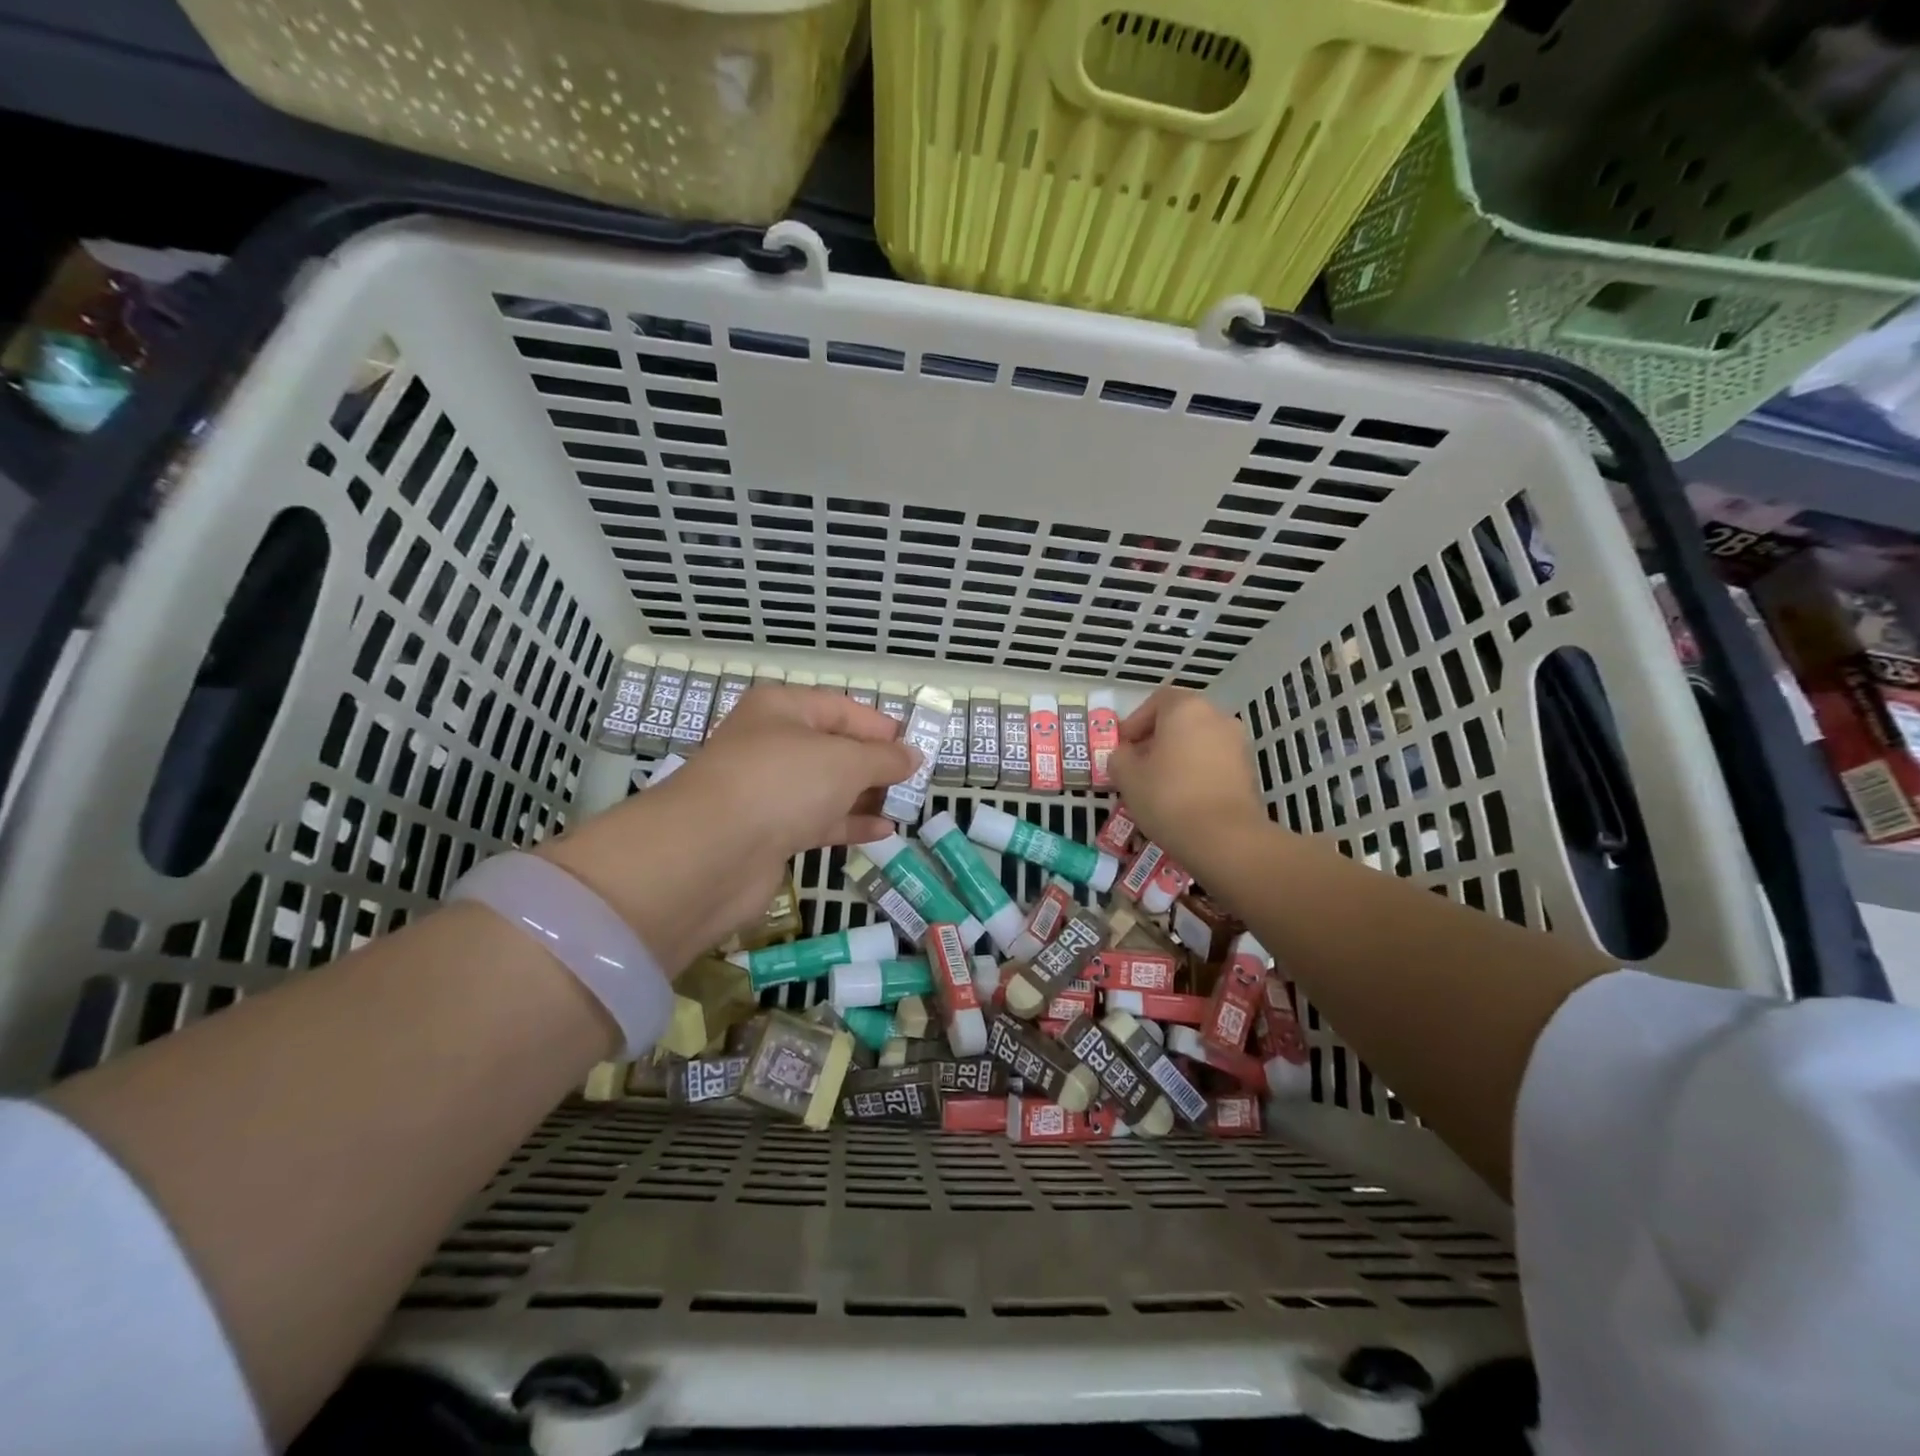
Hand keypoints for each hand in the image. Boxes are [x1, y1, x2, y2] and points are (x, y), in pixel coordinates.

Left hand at [539, 686, 916, 970]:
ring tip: (905, 806)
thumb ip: (884, 758)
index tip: (917, 748)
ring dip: (865, 796)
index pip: (842, 709)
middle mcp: (772, 743)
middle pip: (834, 748)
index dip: (881, 727)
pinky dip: (848, 824)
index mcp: (782, 709)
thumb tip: (913, 756)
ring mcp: (767, 789)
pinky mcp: (767, 831)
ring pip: (826, 787)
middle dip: (875, 764)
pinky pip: (817, 820)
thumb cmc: (783, 783)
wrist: (712, 852)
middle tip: (914, 782)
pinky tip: (883, 831)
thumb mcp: (845, 761)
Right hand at [1108, 689, 1264, 870]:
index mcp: (1186, 708)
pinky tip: (1183, 799)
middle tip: (1137, 767)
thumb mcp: (1127, 776)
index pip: (1157, 701)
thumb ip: (1119, 757)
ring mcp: (1238, 744)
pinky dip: (1197, 773)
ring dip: (1177, 757)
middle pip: (1179, 721)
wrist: (1224, 838)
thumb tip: (1125, 756)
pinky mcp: (1249, 771)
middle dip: (1156, 741)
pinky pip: (1214, 763)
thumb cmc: (1168, 797)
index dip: (1135, 722)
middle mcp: (1217, 717)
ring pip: (1198, 742)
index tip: (1123, 748)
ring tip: (1158, 787)